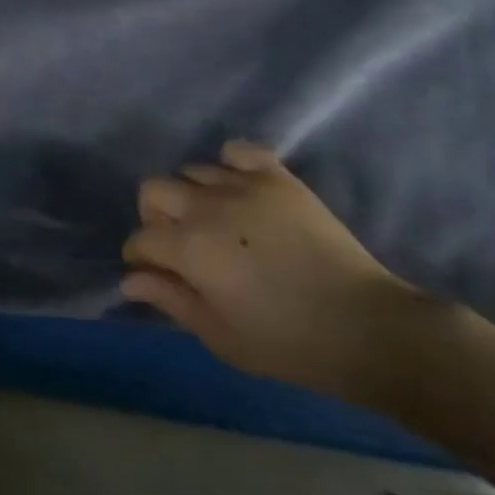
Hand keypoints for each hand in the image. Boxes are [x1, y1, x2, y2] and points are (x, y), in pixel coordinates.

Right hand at [122, 141, 425, 401]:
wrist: (365, 327)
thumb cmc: (287, 342)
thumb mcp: (220, 336)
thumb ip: (171, 300)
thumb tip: (129, 280)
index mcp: (188, 248)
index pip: (141, 238)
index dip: (140, 257)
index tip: (153, 272)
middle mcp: (206, 207)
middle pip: (153, 190)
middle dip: (155, 217)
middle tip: (180, 244)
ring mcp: (242, 185)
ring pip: (191, 171)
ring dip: (191, 195)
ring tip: (214, 220)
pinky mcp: (276, 177)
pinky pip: (238, 151)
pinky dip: (230, 164)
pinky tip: (239, 189)